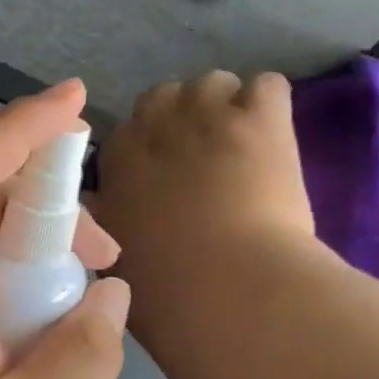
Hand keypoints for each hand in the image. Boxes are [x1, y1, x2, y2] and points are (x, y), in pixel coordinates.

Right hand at [89, 71, 315, 317]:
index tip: (168, 179)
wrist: (233, 293)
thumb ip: (106, 223)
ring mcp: (209, 114)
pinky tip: (276, 138)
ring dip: (226, 108)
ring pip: (214, 83)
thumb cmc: (169, 295)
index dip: (151, 153)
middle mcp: (155, 124)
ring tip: (246, 147)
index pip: (128, 132)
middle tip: (207, 160)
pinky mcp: (261, 117)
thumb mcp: (114, 262)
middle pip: (165, 96)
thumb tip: (102, 202)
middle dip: (183, 120)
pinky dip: (271, 107)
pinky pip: (267, 86)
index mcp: (118, 160)